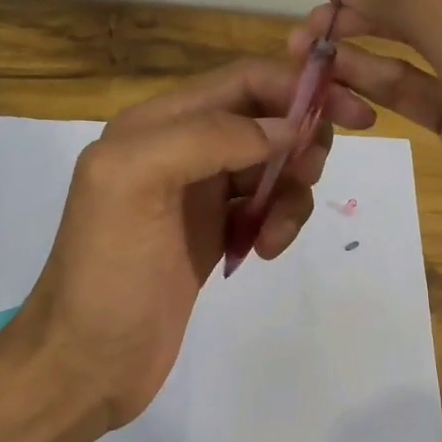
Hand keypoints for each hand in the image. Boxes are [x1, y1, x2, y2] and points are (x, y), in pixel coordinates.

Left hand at [6, 60, 374, 433]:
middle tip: (310, 178)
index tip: (352, 111)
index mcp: (156, 124)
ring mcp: (199, 193)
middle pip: (264, 118)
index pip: (242, 80)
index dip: (297, 85)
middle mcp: (180, 148)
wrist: (88, 361)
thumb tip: (286, 127)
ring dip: (291, 191)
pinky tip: (264, 251)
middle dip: (300, 141)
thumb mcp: (137, 183)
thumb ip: (207, 136)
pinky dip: (278, 221)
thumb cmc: (108, 272)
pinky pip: (266, 206)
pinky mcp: (214, 232)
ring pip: (272, 165)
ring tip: (275, 234)